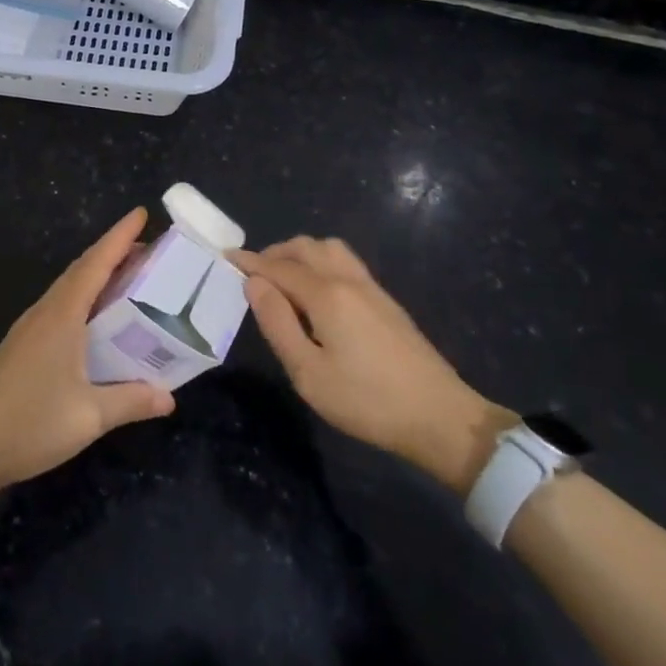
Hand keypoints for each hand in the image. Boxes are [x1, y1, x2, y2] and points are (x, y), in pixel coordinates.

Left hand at [0, 208, 175, 496]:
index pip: (95, 264)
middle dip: (112, 253)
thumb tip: (170, 397)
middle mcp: (44, 313)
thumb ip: (131, 401)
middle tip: (147, 250)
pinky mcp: (21, 347)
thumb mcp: (90, 416)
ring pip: (67, 289)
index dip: (119, 237)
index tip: (141, 213)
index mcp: (62, 316)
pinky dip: (82, 299)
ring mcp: (28, 329)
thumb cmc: (31, 423)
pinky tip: (94, 320)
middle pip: (80, 270)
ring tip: (127, 279)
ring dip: (96, 276)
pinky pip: (58, 307)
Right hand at [233, 237, 512, 493]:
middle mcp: (348, 280)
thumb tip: (254, 283)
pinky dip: (320, 262)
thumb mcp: (308, 372)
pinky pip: (345, 262)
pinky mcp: (386, 301)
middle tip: (252, 274)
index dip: (250, 261)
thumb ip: (277, 323)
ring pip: (329, 249)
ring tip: (283, 278)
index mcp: (326, 294)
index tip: (225, 258)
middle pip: (305, 247)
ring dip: (300, 253)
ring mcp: (371, 287)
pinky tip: (316, 291)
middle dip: (274, 253)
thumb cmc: (366, 401)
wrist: (440, 417)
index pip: (278, 266)